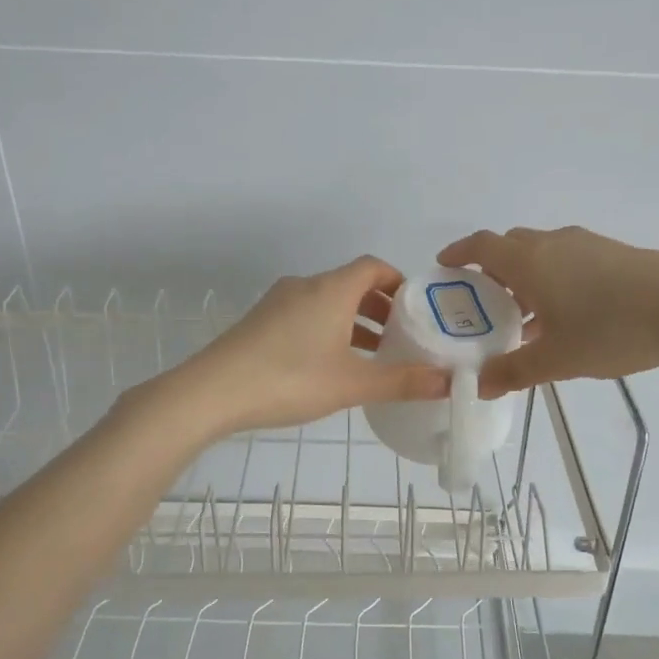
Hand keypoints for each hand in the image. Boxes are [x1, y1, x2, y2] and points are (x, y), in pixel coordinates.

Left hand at [154, 256, 450, 439]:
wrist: (211, 392)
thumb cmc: (289, 379)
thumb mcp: (352, 384)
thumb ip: (401, 381)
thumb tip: (448, 382)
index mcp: (331, 289)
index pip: (373, 267)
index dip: (398, 282)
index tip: (416, 309)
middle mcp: (305, 286)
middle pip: (351, 283)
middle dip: (380, 306)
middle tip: (402, 336)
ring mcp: (278, 302)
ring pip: (327, 301)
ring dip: (353, 321)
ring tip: (374, 354)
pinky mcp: (260, 321)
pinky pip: (306, 314)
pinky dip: (328, 328)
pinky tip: (332, 365)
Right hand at [437, 226, 658, 395]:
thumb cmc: (612, 329)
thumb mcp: (558, 359)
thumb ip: (514, 371)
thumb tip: (479, 385)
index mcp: (529, 261)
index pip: (481, 246)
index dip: (458, 253)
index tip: (444, 267)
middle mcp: (552, 244)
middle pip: (510, 247)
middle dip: (491, 271)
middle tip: (483, 305)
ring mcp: (586, 245)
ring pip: (541, 255)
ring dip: (524, 279)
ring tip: (524, 319)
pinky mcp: (614, 254)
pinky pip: (567, 262)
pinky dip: (553, 281)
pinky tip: (567, 317)